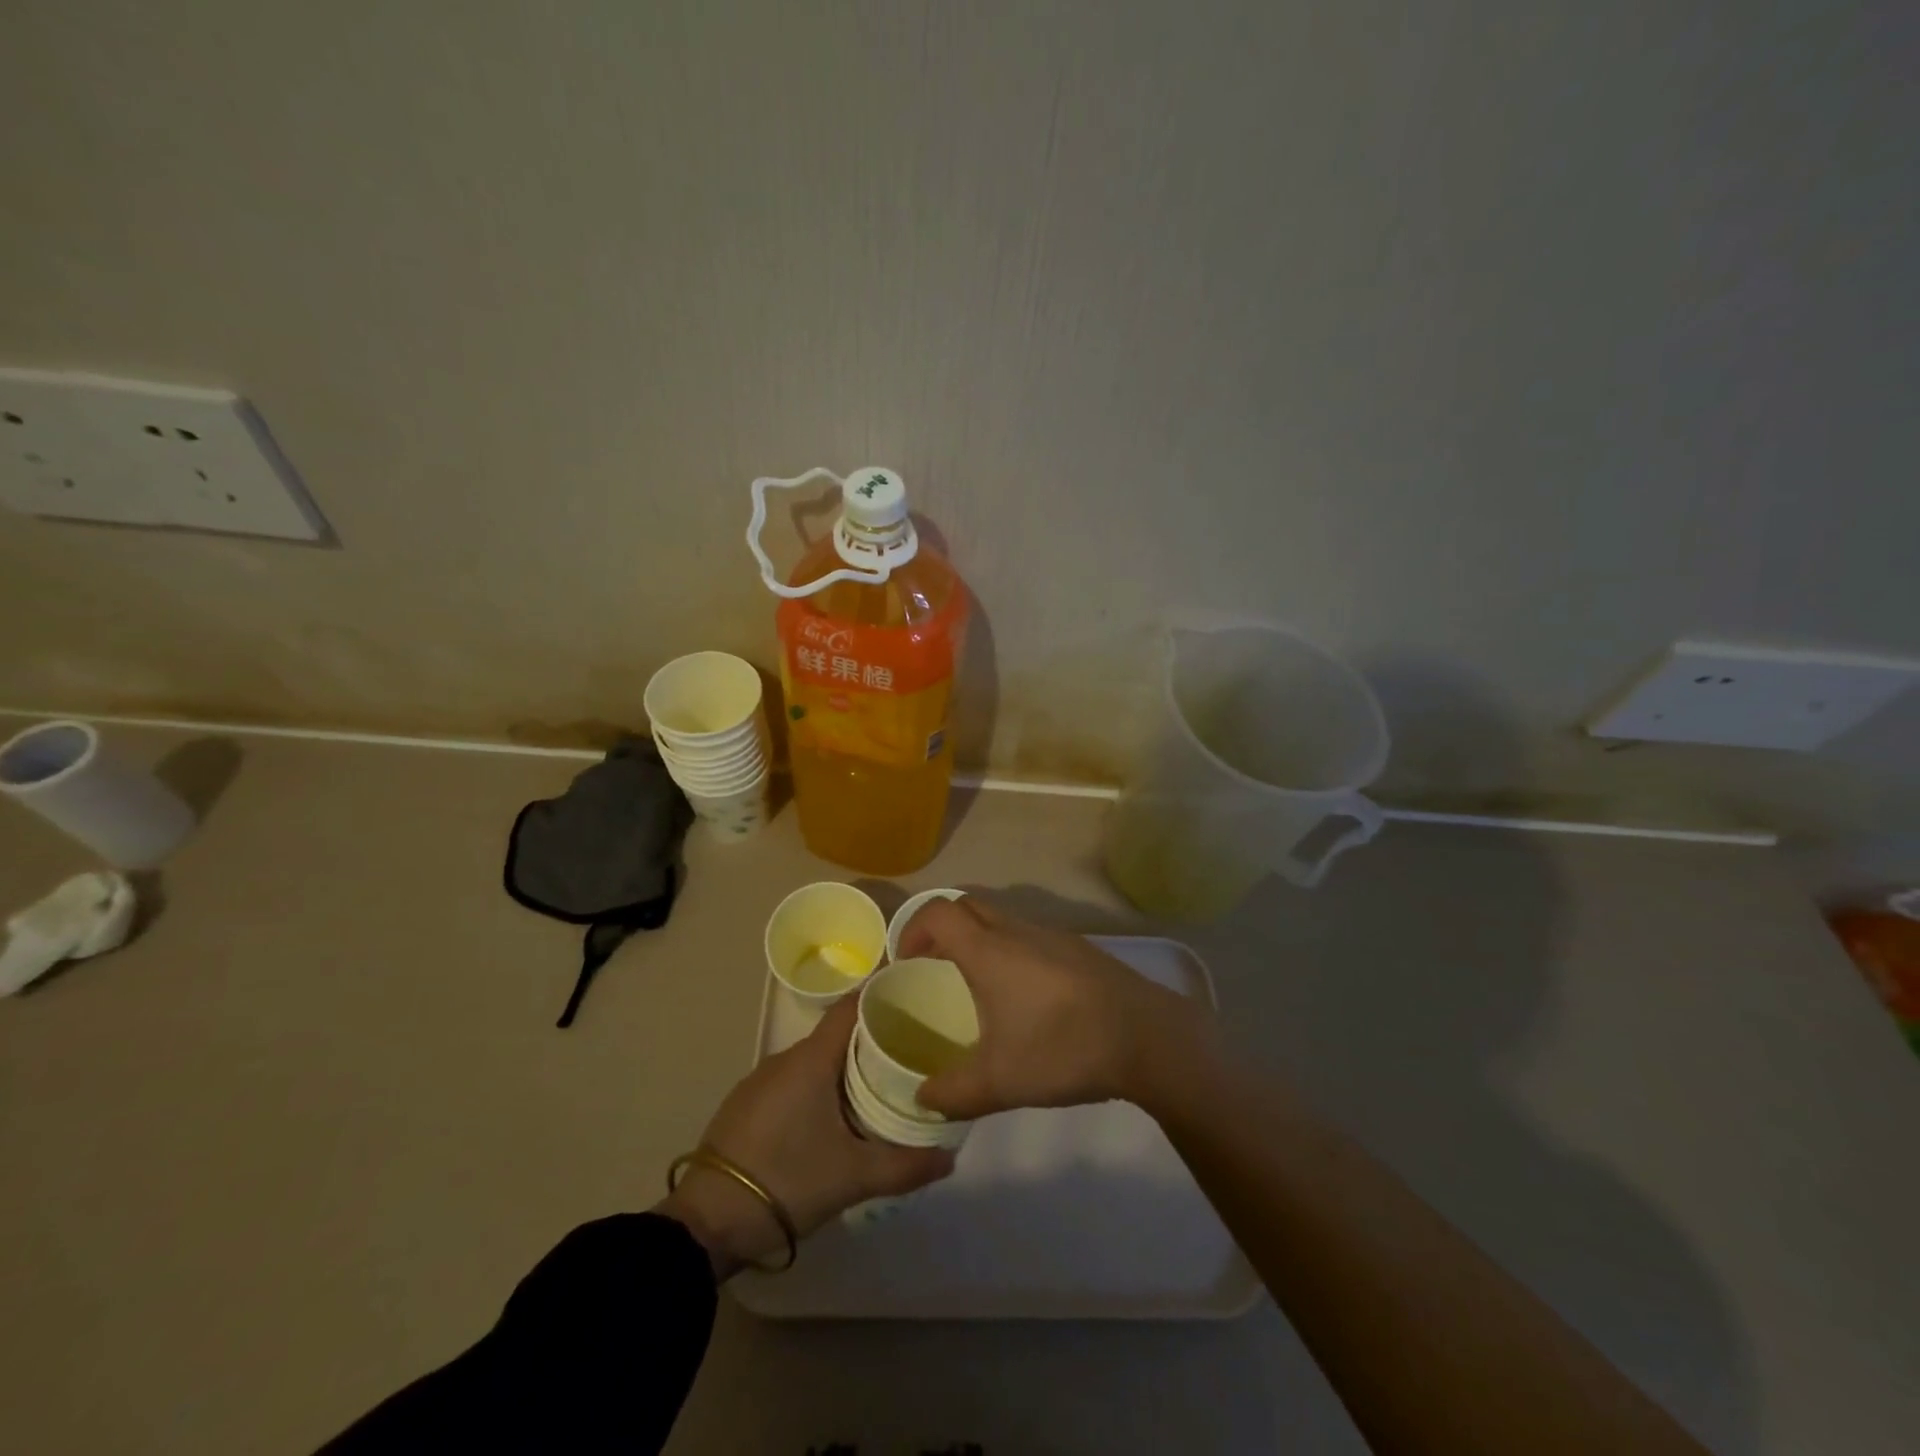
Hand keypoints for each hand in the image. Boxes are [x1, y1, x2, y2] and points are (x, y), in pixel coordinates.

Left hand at [660, 997, 953, 1275]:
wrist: (705, 1223)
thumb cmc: (785, 1181)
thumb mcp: (852, 1177)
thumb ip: (905, 1165)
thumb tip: (951, 1156)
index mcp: (812, 1058)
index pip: (853, 1005)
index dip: (884, 995)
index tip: (917, 998)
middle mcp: (786, 1057)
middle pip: (838, 1032)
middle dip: (875, 1035)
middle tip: (914, 1049)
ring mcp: (762, 1080)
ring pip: (817, 1058)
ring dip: (848, 1064)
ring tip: (884, 1082)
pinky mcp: (749, 1104)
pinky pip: (797, 1079)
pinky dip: (823, 1084)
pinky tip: (839, 1113)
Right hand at [897, 897, 1207, 1119]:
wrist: (1148, 1037)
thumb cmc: (1065, 1048)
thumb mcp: (1001, 1082)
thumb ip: (953, 1093)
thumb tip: (922, 1099)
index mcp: (990, 951)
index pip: (939, 913)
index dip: (912, 929)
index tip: (905, 963)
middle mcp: (1018, 931)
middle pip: (968, 906)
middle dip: (942, 929)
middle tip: (933, 968)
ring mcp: (1052, 935)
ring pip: (1001, 919)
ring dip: (978, 939)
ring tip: (975, 985)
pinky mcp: (1078, 948)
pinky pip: (1029, 935)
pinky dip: (1009, 950)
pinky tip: (1023, 996)